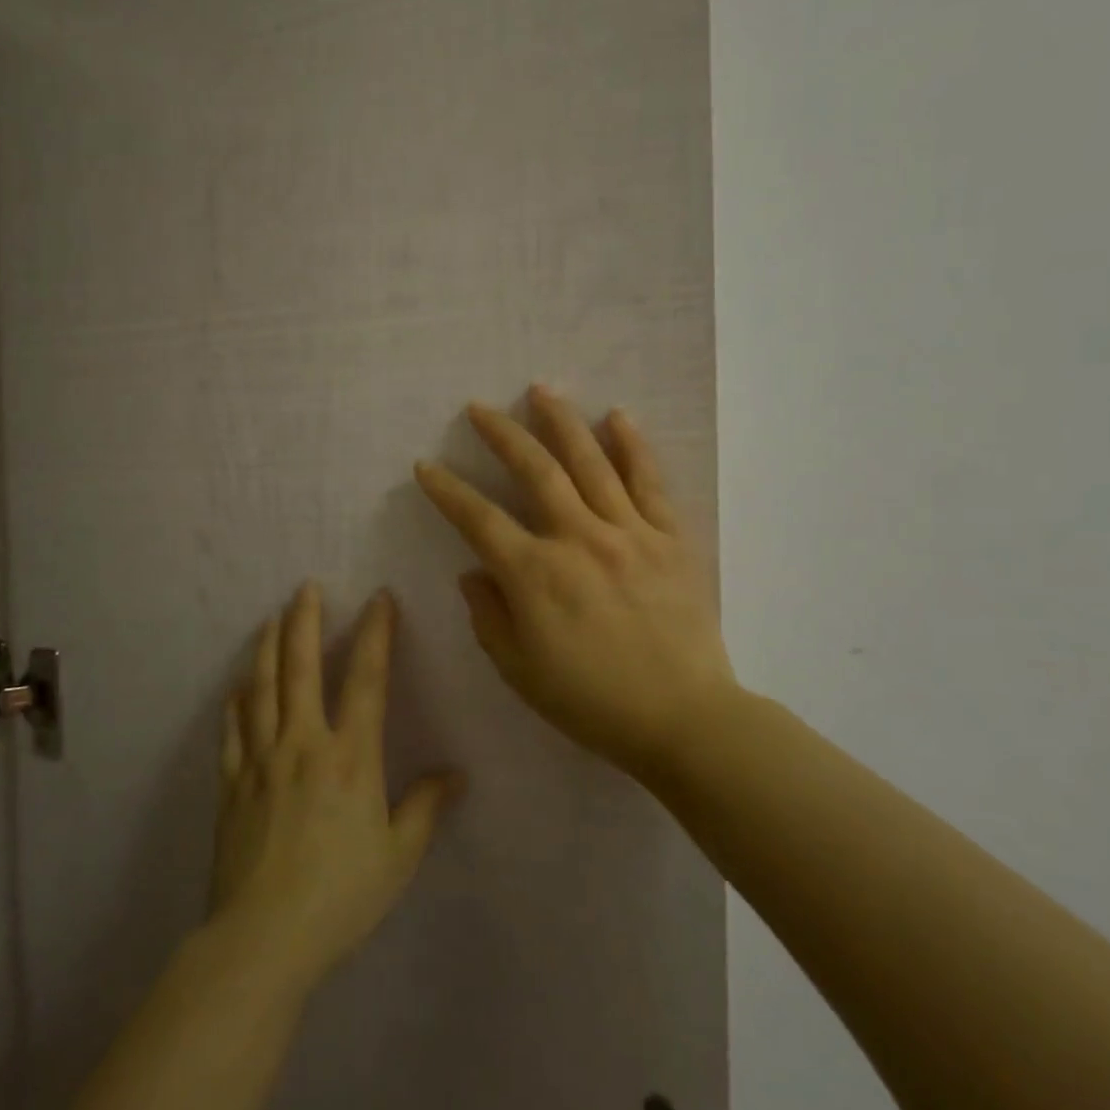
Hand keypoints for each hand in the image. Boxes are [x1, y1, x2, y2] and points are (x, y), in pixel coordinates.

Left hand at [209, 583, 462, 994]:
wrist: (263, 939)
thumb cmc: (341, 896)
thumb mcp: (398, 856)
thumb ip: (425, 808)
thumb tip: (456, 774)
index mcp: (350, 756)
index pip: (366, 678)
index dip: (375, 633)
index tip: (379, 598)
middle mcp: (304, 743)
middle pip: (301, 667)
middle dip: (305, 621)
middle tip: (305, 587)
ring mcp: (261, 760)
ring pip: (261, 688)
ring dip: (266, 648)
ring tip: (270, 618)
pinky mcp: (232, 784)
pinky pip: (232, 732)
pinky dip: (236, 704)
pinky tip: (237, 689)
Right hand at [414, 386, 738, 779]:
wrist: (684, 721)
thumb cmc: (592, 703)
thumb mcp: (520, 671)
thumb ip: (489, 616)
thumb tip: (474, 572)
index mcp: (535, 575)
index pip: (478, 519)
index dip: (447, 490)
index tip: (425, 466)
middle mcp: (578, 539)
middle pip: (535, 471)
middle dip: (502, 434)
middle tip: (480, 407)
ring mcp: (629, 533)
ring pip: (590, 463)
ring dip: (561, 422)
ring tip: (541, 389)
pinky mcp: (670, 539)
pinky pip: (649, 483)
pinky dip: (633, 447)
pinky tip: (618, 417)